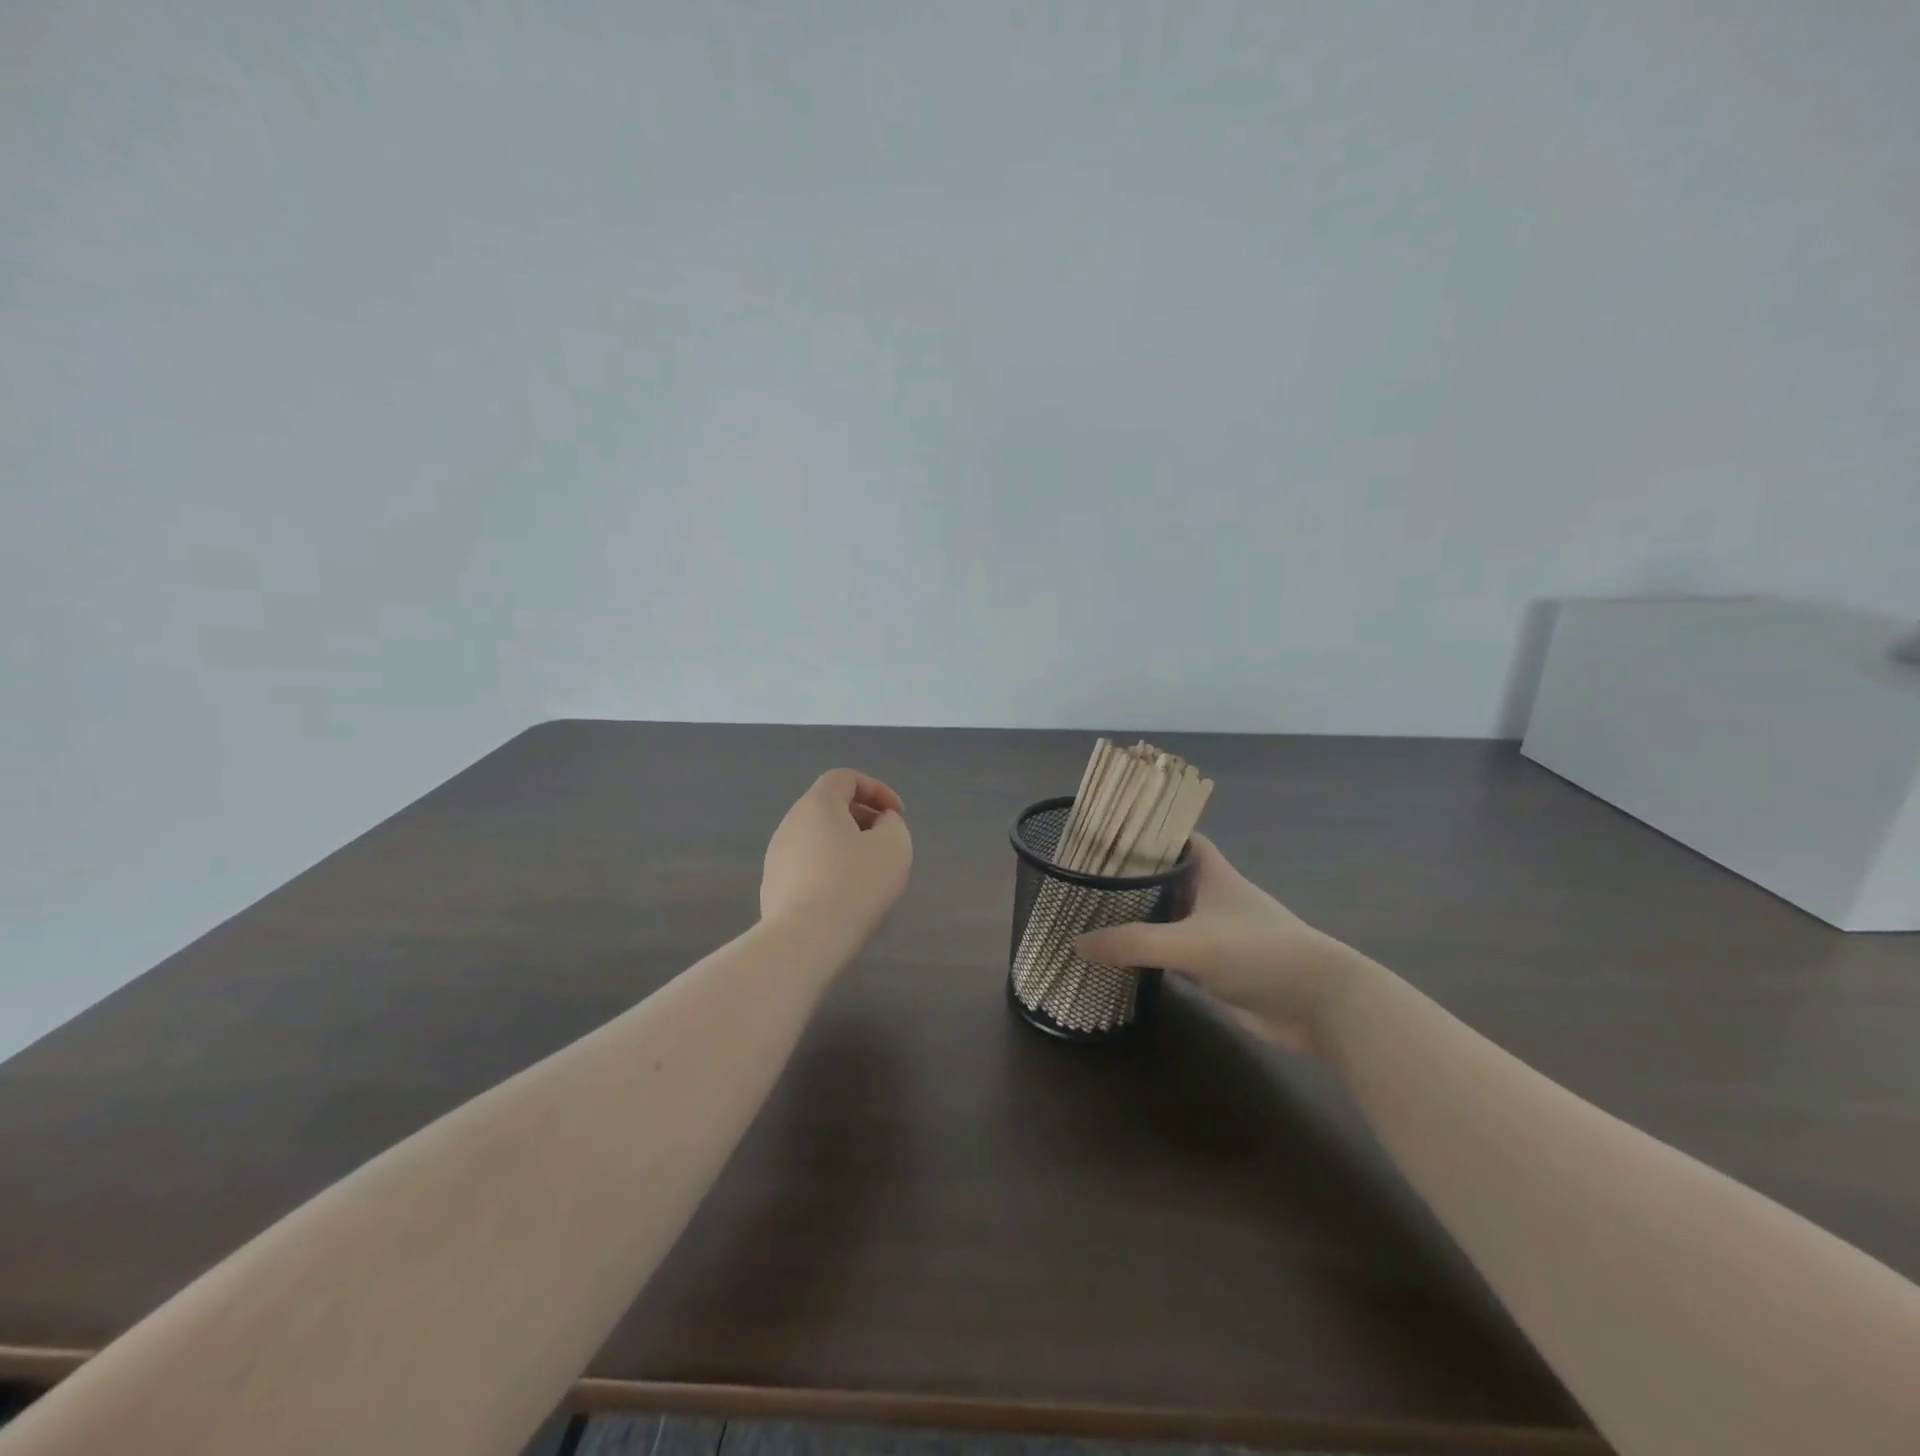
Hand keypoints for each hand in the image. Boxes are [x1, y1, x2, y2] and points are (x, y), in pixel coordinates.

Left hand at [761, 769, 912, 937]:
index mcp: (817, 804)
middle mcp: (790, 823)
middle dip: (863, 818)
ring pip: (818, 838)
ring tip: (869, 873)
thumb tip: (880, 824)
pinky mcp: (773, 886)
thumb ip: (892, 824)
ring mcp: (777, 856)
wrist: (804, 940)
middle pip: (829, 807)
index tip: (897, 815)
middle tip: (886, 842)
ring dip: (846, 845)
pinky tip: (845, 897)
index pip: (845, 778)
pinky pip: (807, 865)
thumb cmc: (855, 884)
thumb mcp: (894, 846)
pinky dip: (830, 869)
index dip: (876, 789)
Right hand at [1073, 833, 1363, 1053]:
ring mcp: (1212, 932)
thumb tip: (1076, 943)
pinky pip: (1170, 952)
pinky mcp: (1213, 966)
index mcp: (1210, 871)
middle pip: (1162, 877)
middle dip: (1127, 877)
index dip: (1142, 832)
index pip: (1172, 837)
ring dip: (1135, 917)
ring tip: (1088, 913)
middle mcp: (1209, 895)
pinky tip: (1116, 957)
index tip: (1103, 834)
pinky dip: (1146, 953)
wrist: (1320, 1005)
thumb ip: (1134, 942)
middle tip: (1082, 877)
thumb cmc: (1260, 953)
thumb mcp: (1192, 943)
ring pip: (1164, 915)